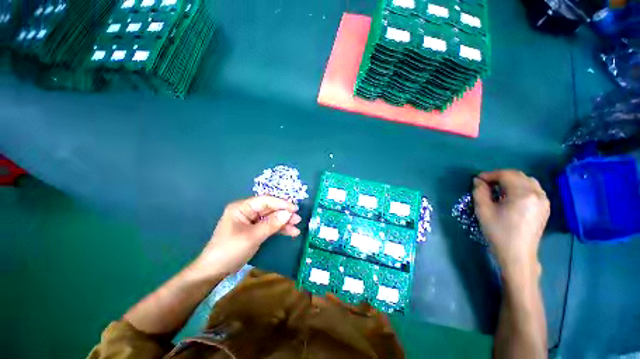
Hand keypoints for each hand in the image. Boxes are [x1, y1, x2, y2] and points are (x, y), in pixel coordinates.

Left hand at [191, 196, 301, 277]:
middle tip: (298, 219)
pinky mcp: (254, 230)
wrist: (215, 271)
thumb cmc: (230, 250)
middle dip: (284, 214)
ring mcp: (251, 221)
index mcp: (242, 207)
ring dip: (283, 222)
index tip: (295, 208)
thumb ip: (271, 224)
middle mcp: (247, 211)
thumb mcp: (252, 236)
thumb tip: (288, 213)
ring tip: (296, 227)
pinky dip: (279, 229)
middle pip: (269, 209)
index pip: (265, 201)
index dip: (281, 203)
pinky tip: (290, 232)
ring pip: (271, 218)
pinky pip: (269, 226)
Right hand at [473, 170, 549, 278]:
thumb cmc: (498, 232)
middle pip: (518, 175)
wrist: (517, 254)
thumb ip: (479, 192)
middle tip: (486, 184)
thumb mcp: (483, 210)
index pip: (506, 174)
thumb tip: (478, 181)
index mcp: (522, 193)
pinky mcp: (545, 207)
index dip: (489, 174)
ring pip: (527, 181)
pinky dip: (521, 187)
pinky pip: (533, 189)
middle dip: (500, 176)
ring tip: (498, 189)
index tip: (477, 180)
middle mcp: (537, 193)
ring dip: (511, 181)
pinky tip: (511, 196)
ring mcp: (544, 200)